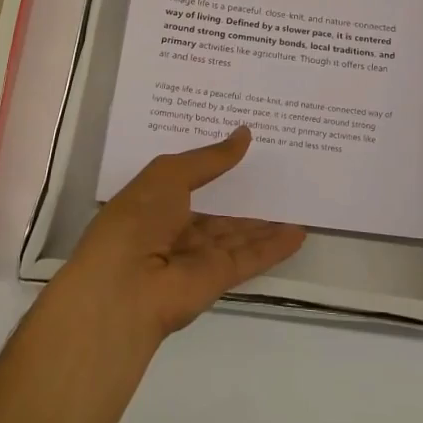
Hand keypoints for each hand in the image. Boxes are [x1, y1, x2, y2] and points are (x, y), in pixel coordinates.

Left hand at [60, 128, 306, 341]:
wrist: (124, 288)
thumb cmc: (137, 219)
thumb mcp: (169, 174)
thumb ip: (210, 158)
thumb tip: (244, 133)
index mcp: (155, 201)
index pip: (190, 178)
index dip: (215, 162)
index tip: (244, 143)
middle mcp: (175, 228)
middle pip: (218, 209)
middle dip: (243, 191)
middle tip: (278, 167)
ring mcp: (197, 256)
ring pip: (238, 234)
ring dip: (265, 220)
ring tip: (296, 198)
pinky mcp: (217, 278)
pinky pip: (250, 257)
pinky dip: (274, 247)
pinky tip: (298, 232)